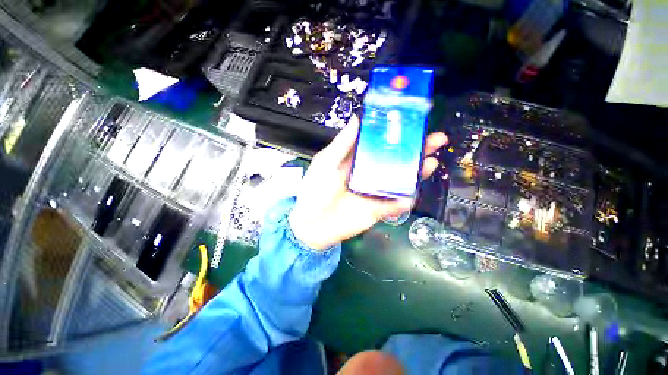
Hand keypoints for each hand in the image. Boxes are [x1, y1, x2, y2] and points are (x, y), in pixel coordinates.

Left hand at [289, 115, 448, 250]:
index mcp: (357, 160)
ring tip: (431, 162)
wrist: (312, 224)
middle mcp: (369, 174)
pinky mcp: (377, 210)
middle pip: (395, 160)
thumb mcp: (326, 162)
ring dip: (416, 173)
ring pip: (399, 181)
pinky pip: (394, 205)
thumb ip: (342, 144)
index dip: (395, 134)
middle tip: (435, 140)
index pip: (380, 144)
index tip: (412, 123)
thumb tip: (357, 119)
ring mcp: (375, 192)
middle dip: (415, 150)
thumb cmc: (315, 190)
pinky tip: (412, 194)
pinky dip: (404, 201)